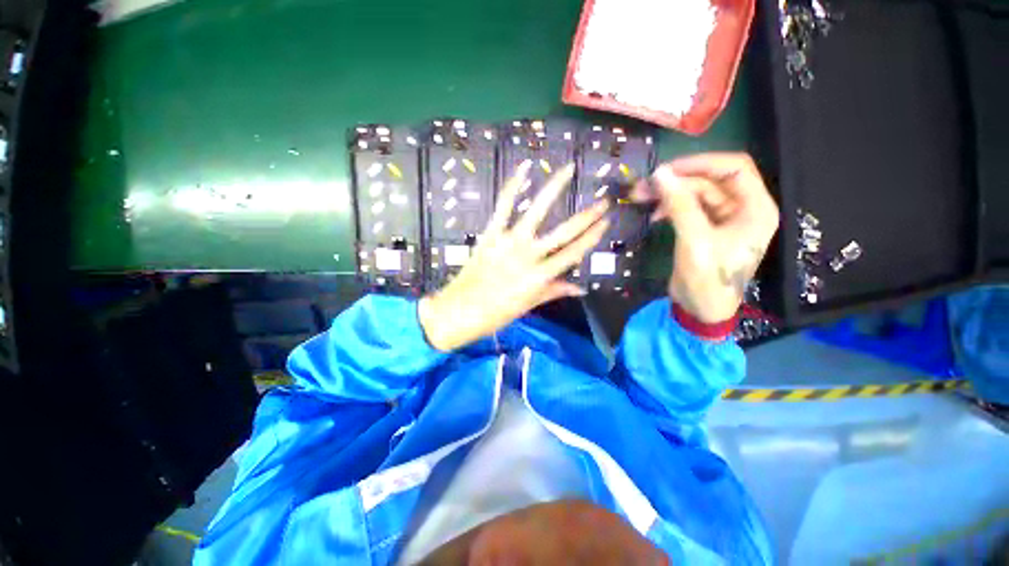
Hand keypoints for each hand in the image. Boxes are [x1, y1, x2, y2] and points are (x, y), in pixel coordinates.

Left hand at [418, 161, 609, 350]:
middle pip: (563, 232)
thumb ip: (554, 291)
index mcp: (540, 277)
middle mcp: (528, 256)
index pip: (573, 253)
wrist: (459, 311)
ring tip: (568, 169)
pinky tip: (525, 168)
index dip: (592, 236)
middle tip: (602, 200)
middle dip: (586, 216)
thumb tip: (580, 288)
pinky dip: (513, 186)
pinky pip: (503, 206)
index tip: (606, 221)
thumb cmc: (495, 314)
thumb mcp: (528, 305)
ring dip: (554, 188)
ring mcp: (508, 242)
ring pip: (536, 211)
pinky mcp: (490, 234)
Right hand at [633, 153, 778, 323]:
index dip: (700, 163)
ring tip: (640, 197)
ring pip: (695, 193)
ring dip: (668, 193)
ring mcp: (722, 219)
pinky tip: (653, 215)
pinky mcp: (704, 229)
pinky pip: (687, 208)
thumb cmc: (709, 280)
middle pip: (709, 181)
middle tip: (642, 187)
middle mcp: (742, 209)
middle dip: (675, 181)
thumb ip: (680, 205)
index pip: (734, 168)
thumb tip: (660, 174)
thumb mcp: (695, 242)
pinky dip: (669, 207)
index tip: (666, 170)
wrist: (701, 310)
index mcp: (755, 208)